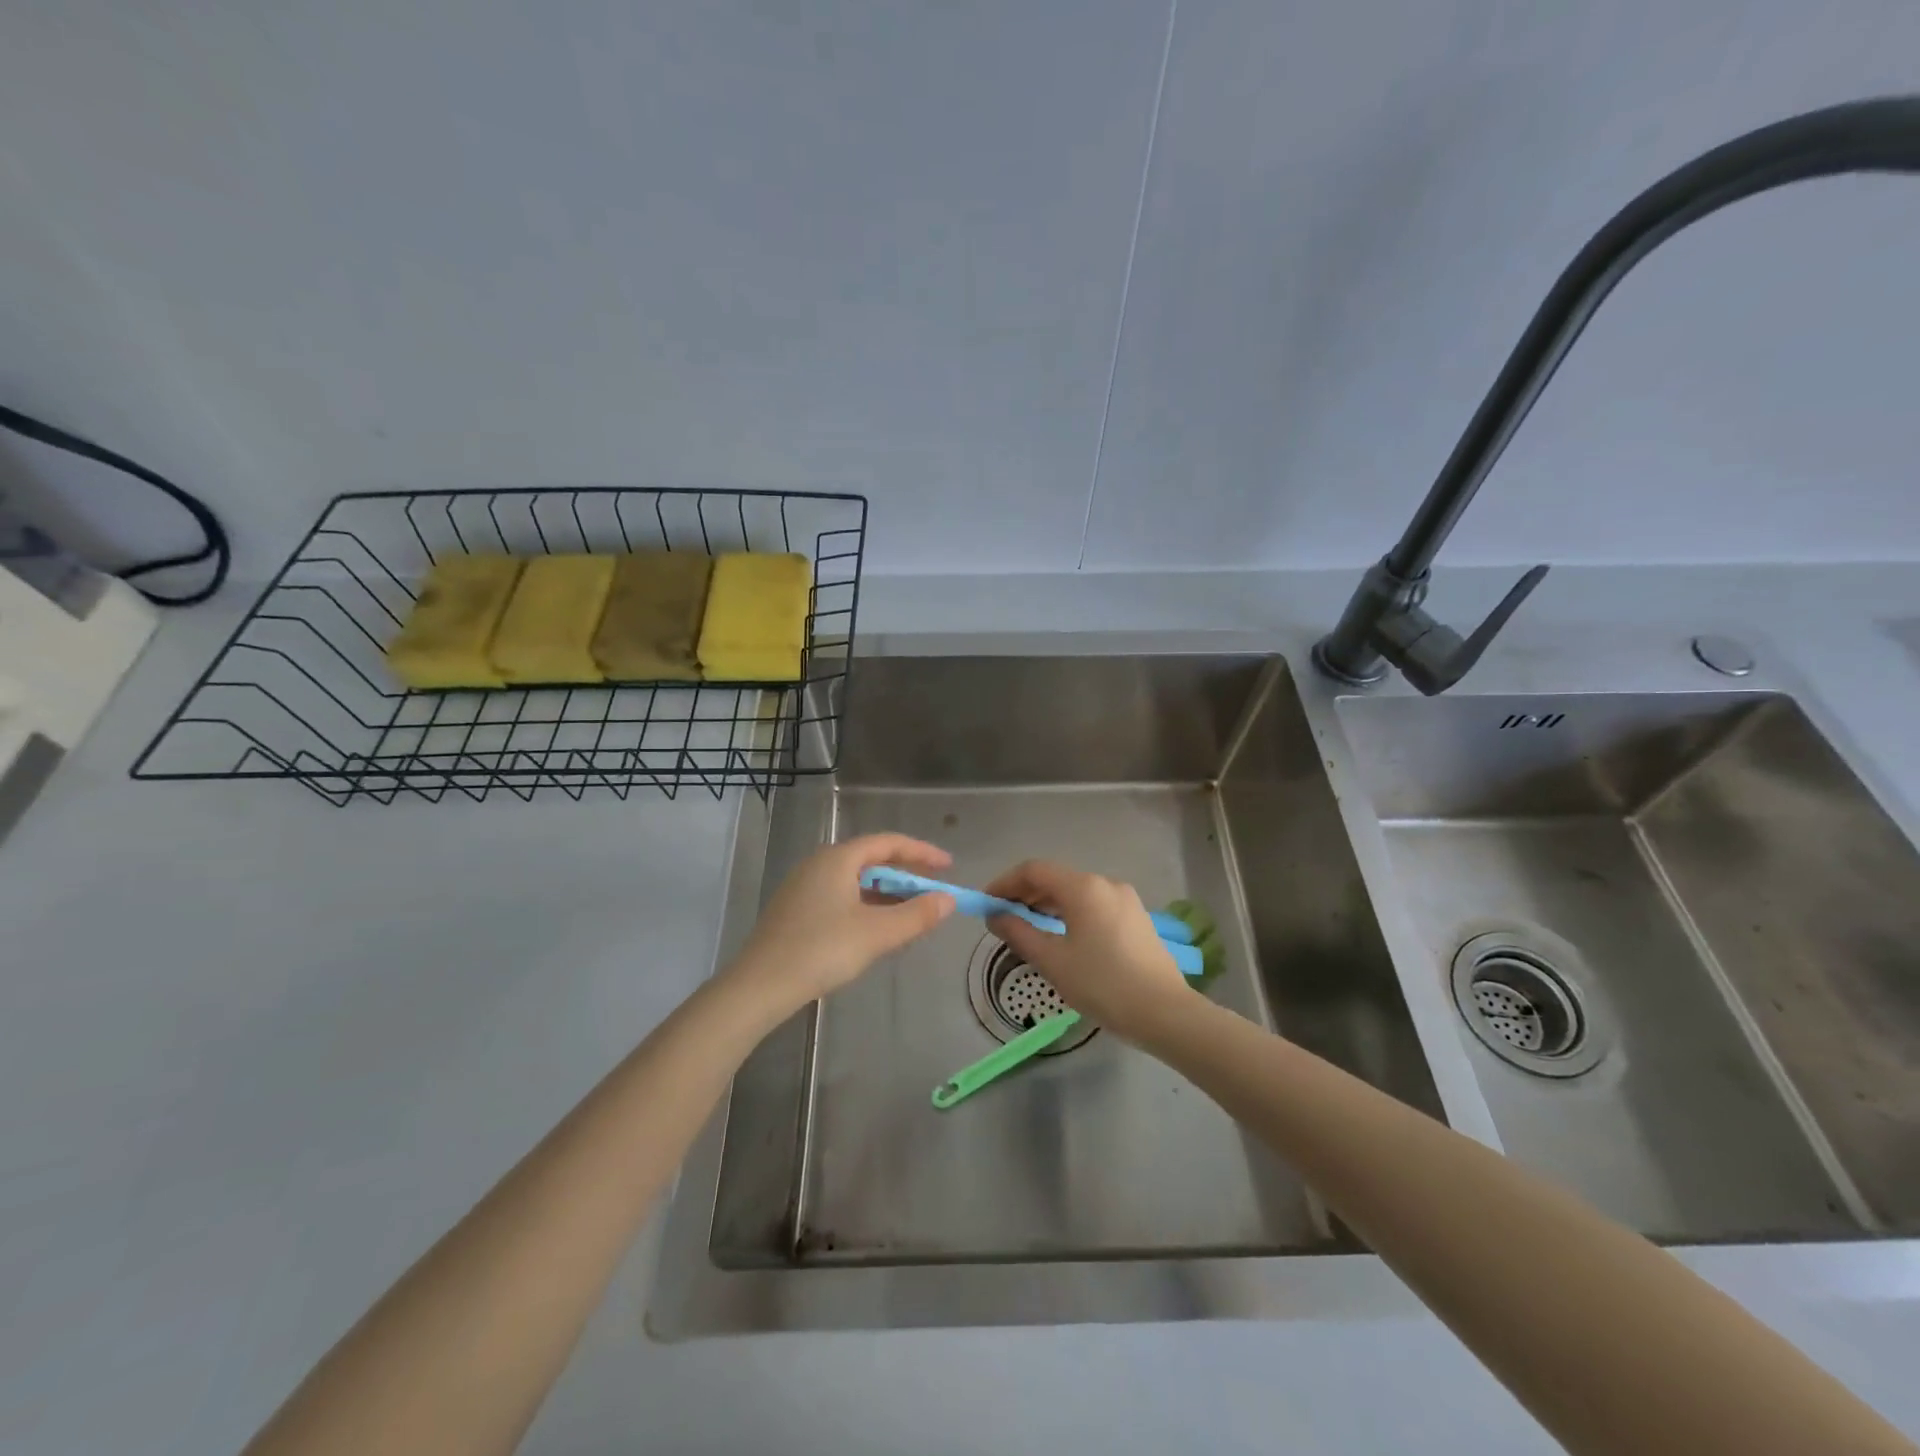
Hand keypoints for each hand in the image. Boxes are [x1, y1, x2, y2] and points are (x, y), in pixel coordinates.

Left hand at [724, 834, 955, 1018]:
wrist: (758, 986)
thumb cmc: (821, 950)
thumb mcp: (876, 934)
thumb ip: (916, 915)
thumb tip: (948, 900)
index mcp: (838, 859)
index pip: (888, 843)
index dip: (921, 852)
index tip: (948, 866)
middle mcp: (819, 864)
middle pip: (871, 860)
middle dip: (905, 875)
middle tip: (932, 892)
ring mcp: (803, 887)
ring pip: (855, 881)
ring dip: (886, 893)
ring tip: (910, 913)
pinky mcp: (795, 911)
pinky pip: (841, 896)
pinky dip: (866, 905)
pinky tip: (876, 929)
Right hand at [983, 860, 1192, 1041]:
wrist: (1165, 1013)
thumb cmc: (1103, 984)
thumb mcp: (1052, 961)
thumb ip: (1019, 933)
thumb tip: (995, 916)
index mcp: (1083, 888)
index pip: (1033, 870)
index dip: (1005, 883)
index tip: (986, 904)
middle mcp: (1105, 883)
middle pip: (1055, 878)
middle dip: (1025, 894)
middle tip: (1002, 919)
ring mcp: (1125, 900)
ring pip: (1076, 893)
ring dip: (1047, 905)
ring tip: (1028, 929)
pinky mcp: (1136, 918)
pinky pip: (1094, 905)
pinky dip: (1070, 913)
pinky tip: (1062, 937)